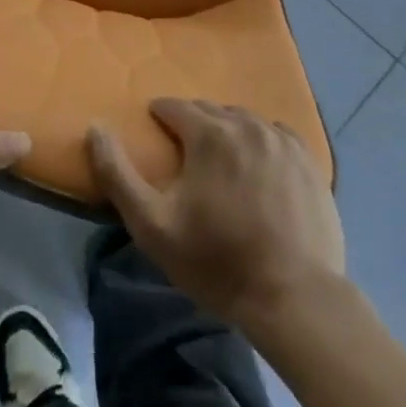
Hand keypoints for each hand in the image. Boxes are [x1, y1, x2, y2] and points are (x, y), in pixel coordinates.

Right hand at [87, 100, 344, 329]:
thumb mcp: (151, 224)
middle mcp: (247, 126)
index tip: (154, 135)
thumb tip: (95, 128)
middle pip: (210, 110)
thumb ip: (116, 172)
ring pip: (244, 120)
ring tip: (220, 160)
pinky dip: (262, 141)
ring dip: (227, 130)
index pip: (174, 106)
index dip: (159, 117)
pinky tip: (259, 165)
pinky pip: (277, 135)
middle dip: (193, 123)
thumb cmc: (216, 260)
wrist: (295, 300)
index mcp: (209, 134)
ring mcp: (283, 143)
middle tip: (184, 153)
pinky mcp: (310, 164)